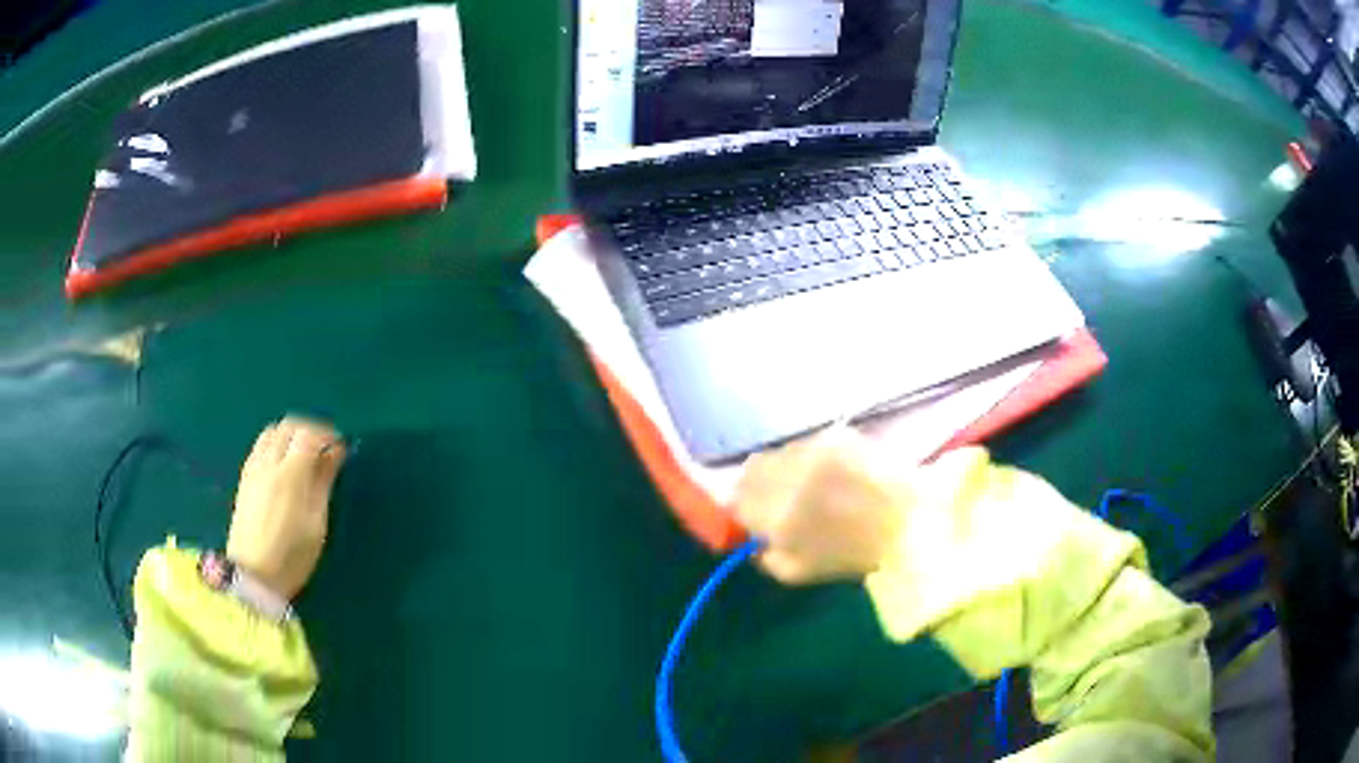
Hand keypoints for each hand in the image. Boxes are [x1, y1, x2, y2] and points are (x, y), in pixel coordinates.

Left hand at [227, 416, 345, 599]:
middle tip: (324, 449)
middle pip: (288, 426)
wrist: (252, 576)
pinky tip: (283, 466)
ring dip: (290, 435)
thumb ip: (324, 482)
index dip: (327, 435)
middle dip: (309, 430)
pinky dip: (276, 444)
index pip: (308, 434)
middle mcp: (268, 462)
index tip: (340, 448)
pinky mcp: (244, 478)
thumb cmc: (292, 556)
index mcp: (290, 473)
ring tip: (304, 456)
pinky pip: (261, 446)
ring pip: (272, 432)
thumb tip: (335, 452)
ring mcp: (253, 468)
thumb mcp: (317, 523)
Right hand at [734, 427, 903, 584]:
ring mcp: (814, 452)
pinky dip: (810, 455)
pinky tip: (830, 470)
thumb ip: (763, 558)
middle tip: (777, 495)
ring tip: (808, 482)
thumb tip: (750, 539)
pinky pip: (807, 442)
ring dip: (784, 466)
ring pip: (779, 452)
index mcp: (778, 518)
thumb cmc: (853, 555)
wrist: (909, 524)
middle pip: (752, 469)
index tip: (754, 513)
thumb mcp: (797, 574)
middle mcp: (790, 478)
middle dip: (757, 482)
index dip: (743, 506)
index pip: (737, 499)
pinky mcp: (836, 435)